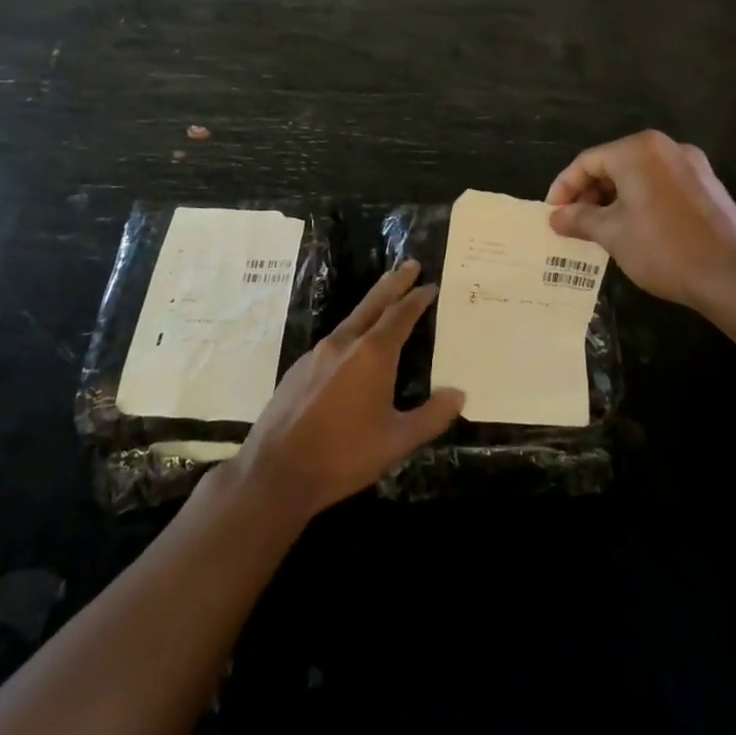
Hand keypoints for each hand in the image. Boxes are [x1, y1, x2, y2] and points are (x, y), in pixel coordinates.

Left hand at [232, 262, 463, 522]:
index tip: (429, 285)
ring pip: (351, 319)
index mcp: (372, 354)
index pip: (400, 315)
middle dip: (394, 283)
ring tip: (385, 297)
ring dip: (372, 304)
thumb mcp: (397, 441)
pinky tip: (353, 347)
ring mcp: (317, 353)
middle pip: (373, 303)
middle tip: (409, 263)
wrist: (277, 470)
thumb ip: (431, 416)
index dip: (417, 299)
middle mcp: (344, 343)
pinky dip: (351, 331)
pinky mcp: (299, 368)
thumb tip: (458, 394)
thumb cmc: (344, 455)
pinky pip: (333, 340)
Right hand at [546, 130, 735, 312]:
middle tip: (573, 224)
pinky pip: (660, 186)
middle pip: (613, 164)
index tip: (551, 214)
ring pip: (638, 176)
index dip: (564, 187)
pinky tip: (634, 230)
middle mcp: (666, 148)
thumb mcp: (612, 234)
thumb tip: (555, 217)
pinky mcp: (707, 187)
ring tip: (600, 231)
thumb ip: (579, 219)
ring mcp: (691, 166)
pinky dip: (640, 202)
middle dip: (589, 194)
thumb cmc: (664, 248)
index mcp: (638, 150)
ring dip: (613, 200)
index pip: (587, 161)